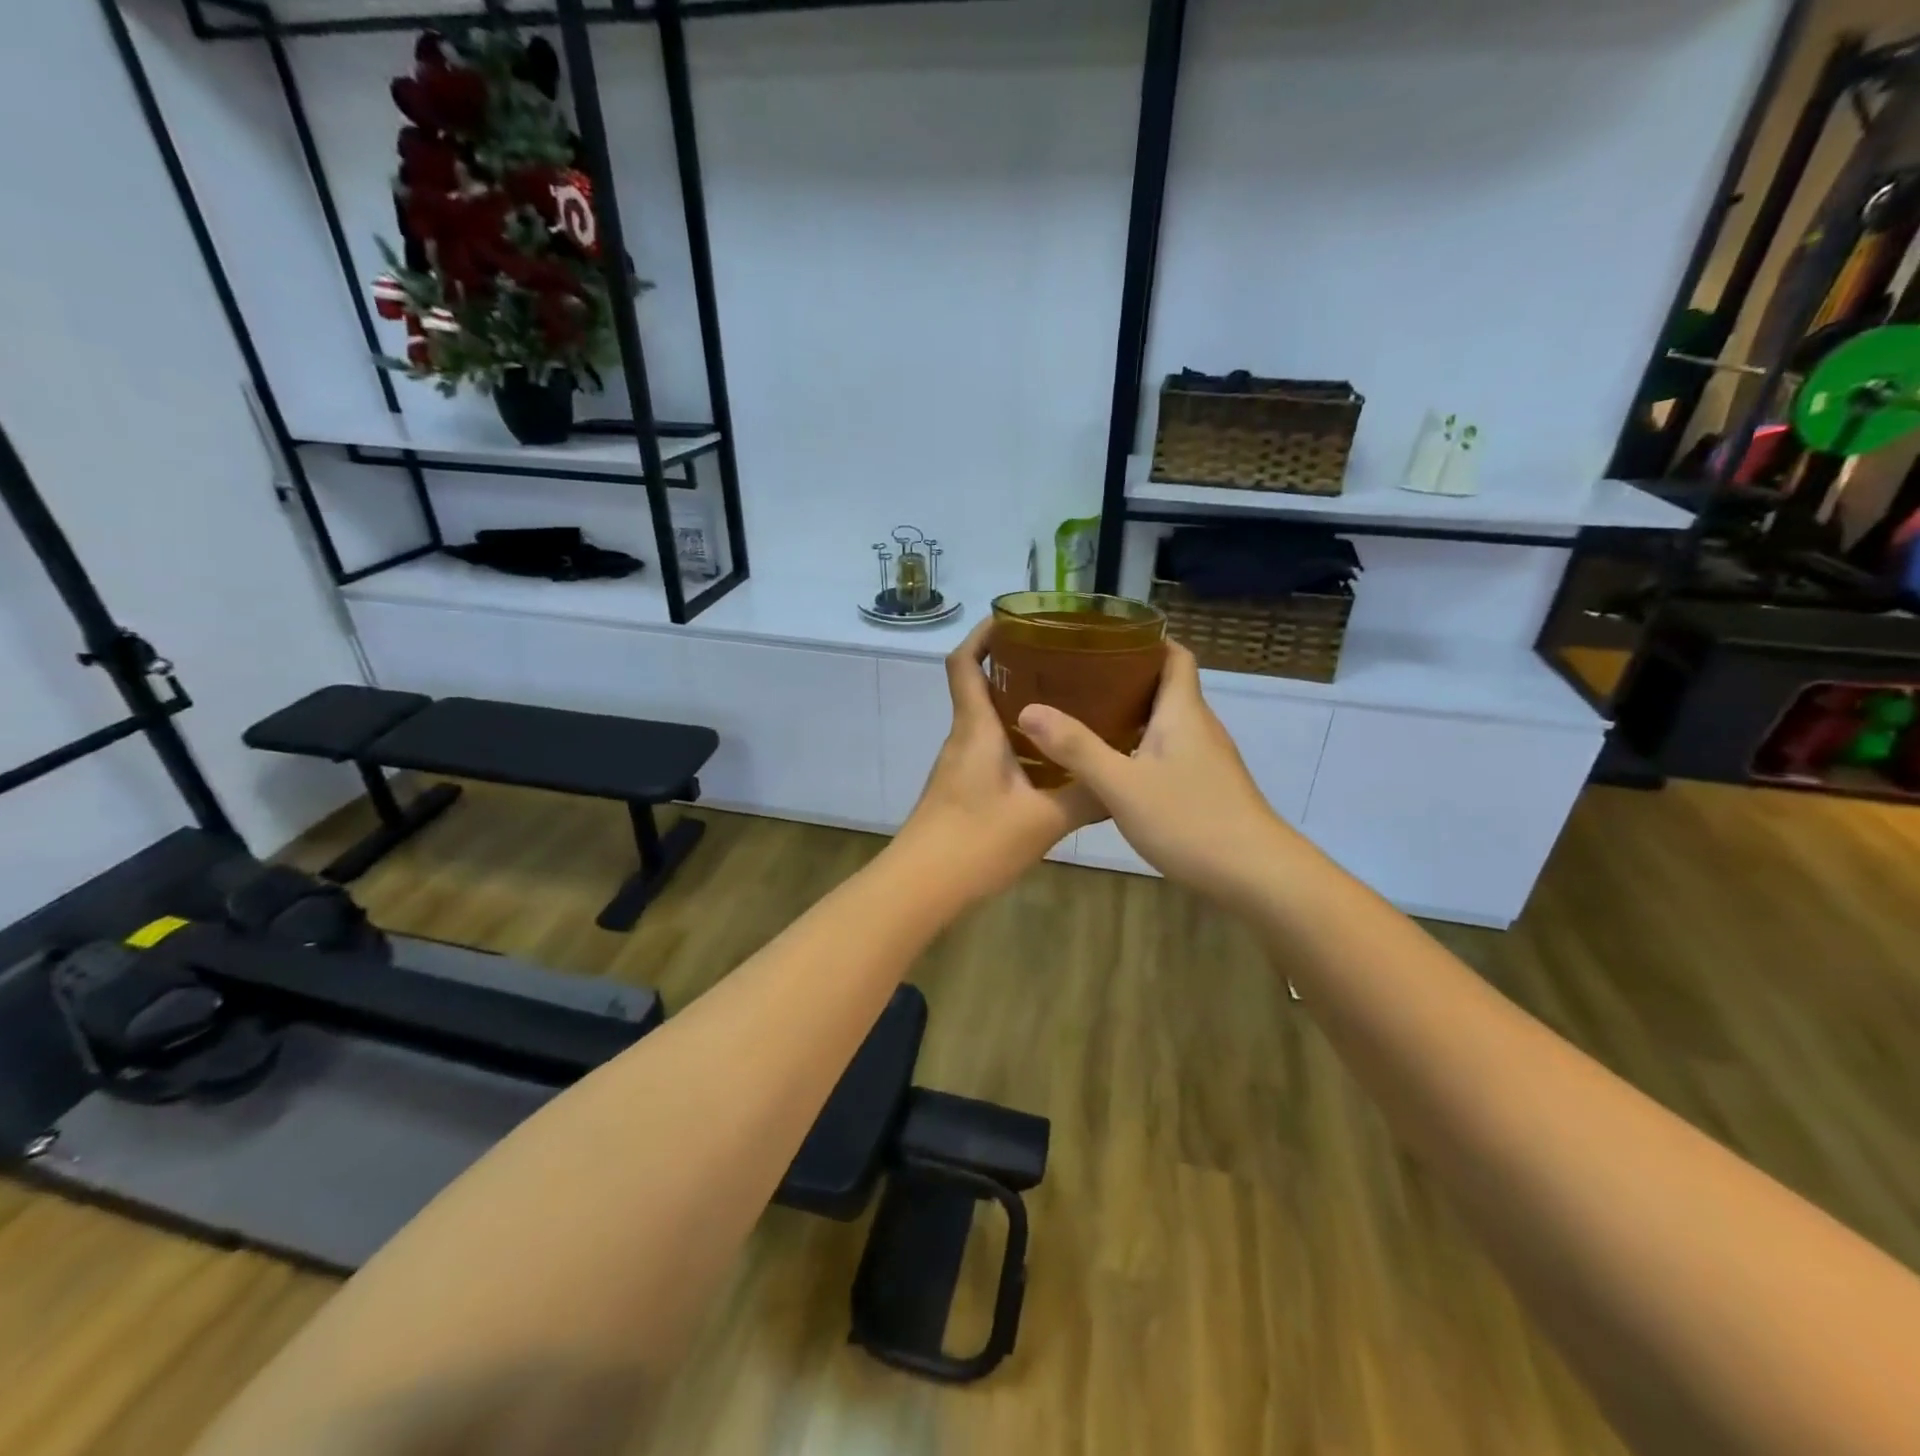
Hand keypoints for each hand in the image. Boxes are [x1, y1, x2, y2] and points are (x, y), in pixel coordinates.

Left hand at [893, 619, 1101, 899]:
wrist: (920, 887)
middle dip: (1014, 668)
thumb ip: (1086, 798)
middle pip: (978, 687)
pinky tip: (1047, 762)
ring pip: (985, 722)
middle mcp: (962, 738)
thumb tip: (1124, 783)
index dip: (982, 634)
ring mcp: (957, 766)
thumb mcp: (1043, 820)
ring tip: (1066, 707)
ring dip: (1017, 708)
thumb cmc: (976, 841)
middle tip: (1063, 664)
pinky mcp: (959, 790)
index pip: (964, 663)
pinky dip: (1014, 743)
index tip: (1014, 620)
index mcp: (976, 729)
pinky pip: (988, 751)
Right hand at [1017, 642, 1294, 901]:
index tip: (1104, 640)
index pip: (1174, 655)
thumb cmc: (1189, 819)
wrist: (1255, 874)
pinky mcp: (1207, 785)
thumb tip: (1028, 709)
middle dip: (1125, 677)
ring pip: (1167, 721)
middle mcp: (1198, 726)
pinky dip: (1141, 745)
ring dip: (1131, 714)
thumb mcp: (1121, 785)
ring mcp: (1207, 757)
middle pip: (1166, 686)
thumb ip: (1076, 748)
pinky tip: (1114, 766)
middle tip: (1078, 679)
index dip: (1145, 641)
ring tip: (1085, 717)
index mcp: (1182, 711)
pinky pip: (1170, 750)